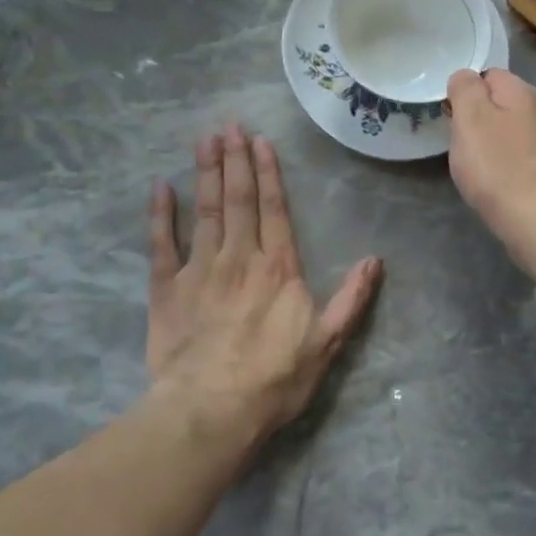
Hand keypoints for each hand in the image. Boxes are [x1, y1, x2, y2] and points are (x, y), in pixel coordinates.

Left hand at [146, 125, 381, 451]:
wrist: (211, 410)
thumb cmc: (274, 379)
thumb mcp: (326, 343)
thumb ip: (351, 299)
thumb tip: (374, 260)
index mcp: (277, 267)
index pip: (274, 209)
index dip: (268, 172)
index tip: (261, 141)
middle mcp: (239, 257)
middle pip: (238, 199)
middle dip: (235, 159)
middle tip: (230, 125)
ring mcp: (199, 269)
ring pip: (204, 210)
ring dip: (205, 173)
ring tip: (205, 139)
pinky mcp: (167, 289)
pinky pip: (162, 243)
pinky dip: (161, 214)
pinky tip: (160, 187)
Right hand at [446, 69, 535, 251]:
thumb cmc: (499, 167)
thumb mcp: (470, 119)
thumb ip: (465, 89)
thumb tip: (465, 77)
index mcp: (521, 92)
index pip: (488, 74)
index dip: (465, 92)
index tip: (451, 118)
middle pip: (500, 105)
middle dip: (478, 121)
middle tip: (461, 146)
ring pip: (511, 133)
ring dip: (492, 146)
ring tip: (477, 169)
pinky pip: (521, 159)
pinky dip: (506, 167)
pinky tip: (498, 186)